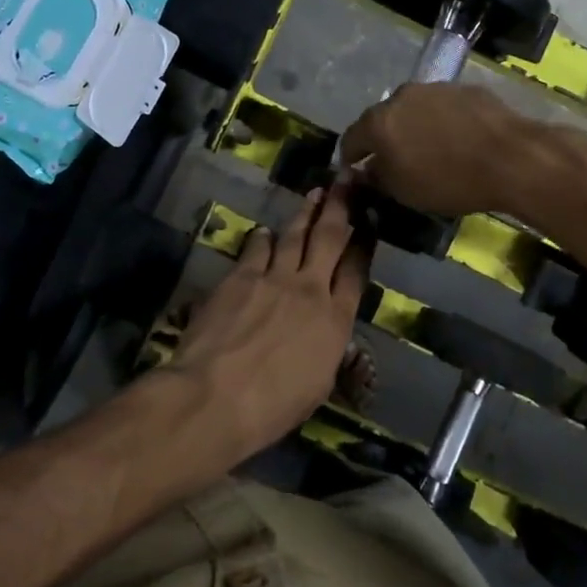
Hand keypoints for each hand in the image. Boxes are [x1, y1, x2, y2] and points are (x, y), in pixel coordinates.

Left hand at [161, 181, 370, 463]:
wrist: (217, 395)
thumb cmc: (272, 406)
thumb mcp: (317, 386)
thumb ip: (327, 350)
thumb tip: (328, 334)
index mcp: (335, 320)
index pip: (356, 272)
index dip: (364, 244)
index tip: (369, 220)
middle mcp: (309, 289)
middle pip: (330, 239)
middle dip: (341, 207)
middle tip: (348, 180)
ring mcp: (273, 278)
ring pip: (294, 236)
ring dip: (306, 213)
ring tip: (315, 194)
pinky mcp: (240, 277)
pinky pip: (256, 249)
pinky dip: (263, 238)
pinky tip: (265, 231)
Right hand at [340, 83, 536, 217]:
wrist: (511, 158)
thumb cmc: (448, 180)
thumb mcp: (403, 191)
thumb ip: (375, 178)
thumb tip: (365, 171)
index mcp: (378, 122)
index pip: (350, 139)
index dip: (348, 158)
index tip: (352, 172)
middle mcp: (401, 96)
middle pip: (382, 120)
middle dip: (383, 140)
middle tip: (394, 161)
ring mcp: (435, 88)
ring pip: (413, 110)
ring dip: (414, 128)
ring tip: (429, 150)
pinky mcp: (465, 89)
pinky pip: (443, 108)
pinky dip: (442, 122)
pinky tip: (457, 140)